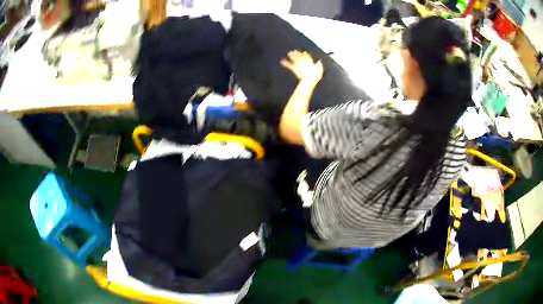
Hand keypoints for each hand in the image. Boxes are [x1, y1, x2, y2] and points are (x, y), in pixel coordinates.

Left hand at [281, 50, 323, 83]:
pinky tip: (282, 61)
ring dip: (291, 55)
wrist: (309, 79)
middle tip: (293, 50)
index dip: (304, 54)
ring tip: (289, 53)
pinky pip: (289, 65)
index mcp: (309, 61)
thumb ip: (319, 65)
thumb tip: (319, 62)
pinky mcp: (294, 69)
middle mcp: (303, 61)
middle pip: (299, 55)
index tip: (303, 52)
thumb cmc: (315, 75)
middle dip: (296, 52)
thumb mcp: (320, 69)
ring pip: (294, 58)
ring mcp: (298, 64)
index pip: (306, 55)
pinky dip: (285, 63)